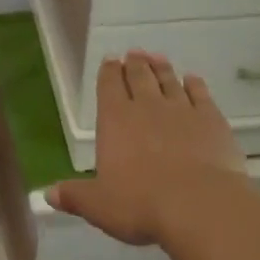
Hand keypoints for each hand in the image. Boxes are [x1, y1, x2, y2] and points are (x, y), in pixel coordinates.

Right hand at [48, 51, 249, 246]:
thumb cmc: (141, 204)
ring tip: (158, 58)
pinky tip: (192, 79)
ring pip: (169, 81)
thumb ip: (75, 196)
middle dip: (135, 64)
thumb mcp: (99, 206)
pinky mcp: (211, 120)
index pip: (108, 87)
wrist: (200, 204)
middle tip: (134, 53)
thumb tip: (49, 194)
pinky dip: (195, 84)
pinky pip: (200, 95)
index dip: (108, 72)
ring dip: (162, 68)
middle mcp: (147, 107)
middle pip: (139, 78)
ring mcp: (182, 110)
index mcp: (115, 121)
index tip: (110, 60)